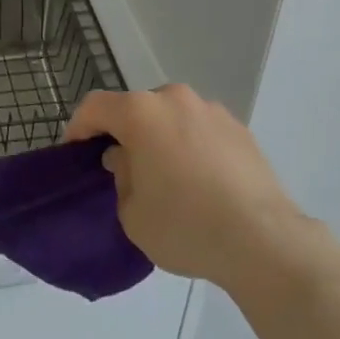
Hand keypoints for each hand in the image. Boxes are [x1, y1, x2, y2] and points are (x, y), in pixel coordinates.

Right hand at [64, 83, 305, 292]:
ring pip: (171, 117)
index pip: (96, 106)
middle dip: (125, 134)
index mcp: (141, 112)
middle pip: (136, 108)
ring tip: (168, 178)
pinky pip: (201, 131)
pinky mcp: (239, 128)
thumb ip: (121, 178)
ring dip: (161, 139)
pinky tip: (201, 184)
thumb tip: (126, 160)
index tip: (76, 152)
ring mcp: (211, 110)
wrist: (262, 239)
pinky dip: (191, 147)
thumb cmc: (185, 225)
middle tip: (123, 170)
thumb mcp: (133, 214)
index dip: (79, 127)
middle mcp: (175, 99)